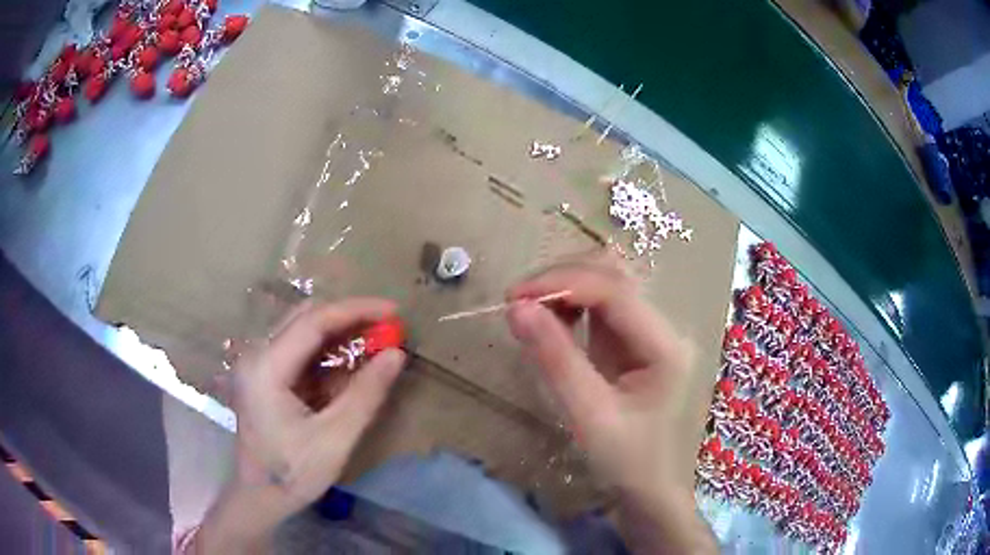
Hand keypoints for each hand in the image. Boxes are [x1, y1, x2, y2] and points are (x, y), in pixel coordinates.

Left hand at [193, 299, 405, 553]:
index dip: (356, 311)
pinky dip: (327, 352)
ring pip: (302, 330)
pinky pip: (298, 350)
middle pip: (305, 317)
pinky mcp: (264, 375)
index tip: (394, 312)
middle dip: (348, 318)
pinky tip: (349, 365)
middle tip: (386, 329)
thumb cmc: (293, 473)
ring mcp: (258, 364)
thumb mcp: (335, 438)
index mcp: (266, 368)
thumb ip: (366, 394)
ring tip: (374, 344)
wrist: (259, 496)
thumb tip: (396, 355)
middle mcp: (257, 355)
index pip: (313, 321)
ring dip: (339, 333)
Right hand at [506, 253, 716, 553]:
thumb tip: (516, 308)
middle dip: (561, 279)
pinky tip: (549, 320)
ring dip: (564, 287)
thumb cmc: (626, 460)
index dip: (563, 282)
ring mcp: (649, 331)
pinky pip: (599, 305)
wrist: (649, 487)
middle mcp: (663, 327)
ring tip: (528, 311)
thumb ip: (555, 359)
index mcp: (665, 346)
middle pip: (613, 275)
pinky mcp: (633, 340)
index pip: (615, 290)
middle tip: (516, 303)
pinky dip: (569, 304)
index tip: (513, 296)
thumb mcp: (588, 416)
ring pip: (605, 283)